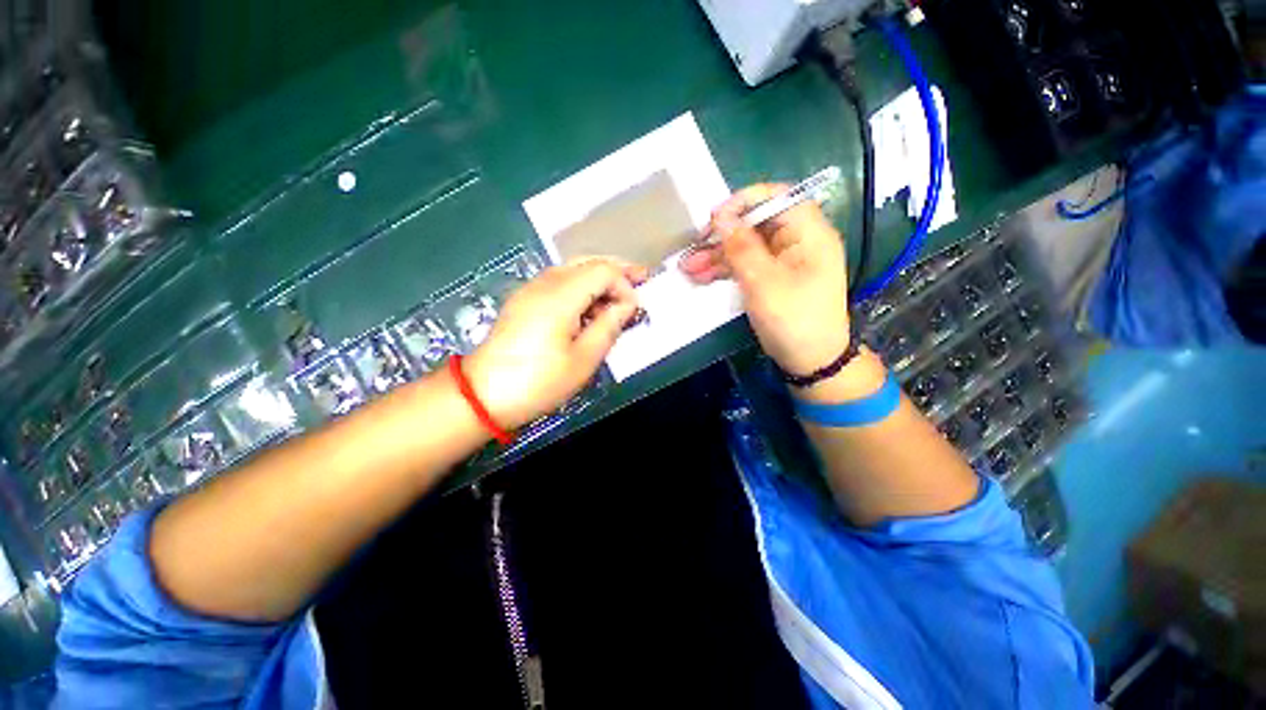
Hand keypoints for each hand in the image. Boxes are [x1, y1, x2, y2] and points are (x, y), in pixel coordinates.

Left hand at [463, 258, 647, 429]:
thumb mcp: (583, 359)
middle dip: (616, 269)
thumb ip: (609, 326)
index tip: (634, 310)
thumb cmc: (538, 381)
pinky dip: (581, 287)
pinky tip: (589, 307)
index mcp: (561, 296)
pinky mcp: (524, 301)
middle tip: (641, 279)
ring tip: (617, 298)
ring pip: (573, 269)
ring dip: (598, 278)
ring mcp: (530, 290)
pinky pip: (559, 282)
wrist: (484, 395)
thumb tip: (625, 305)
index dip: (625, 285)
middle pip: (588, 261)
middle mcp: (544, 283)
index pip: (603, 271)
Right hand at [680, 184, 850, 376]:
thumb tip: (721, 218)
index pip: (776, 198)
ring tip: (687, 268)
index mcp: (808, 233)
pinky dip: (725, 270)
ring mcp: (784, 261)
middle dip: (722, 236)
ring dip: (717, 256)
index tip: (714, 219)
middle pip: (756, 224)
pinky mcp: (773, 279)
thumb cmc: (793, 320)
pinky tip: (700, 277)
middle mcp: (797, 241)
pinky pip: (747, 266)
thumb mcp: (763, 282)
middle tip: (693, 247)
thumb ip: (741, 247)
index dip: (743, 202)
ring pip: (747, 247)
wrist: (811, 361)